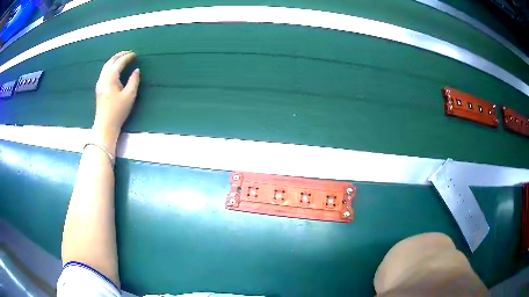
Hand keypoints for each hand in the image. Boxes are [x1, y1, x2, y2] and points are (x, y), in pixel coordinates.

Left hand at [93, 51, 139, 146]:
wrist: (105, 126)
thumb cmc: (118, 112)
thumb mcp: (129, 96)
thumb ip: (134, 81)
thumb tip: (136, 70)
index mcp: (110, 78)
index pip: (119, 62)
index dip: (128, 57)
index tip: (136, 55)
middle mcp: (103, 78)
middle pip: (110, 61)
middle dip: (120, 55)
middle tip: (129, 53)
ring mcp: (99, 83)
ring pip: (106, 66)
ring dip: (114, 60)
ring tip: (123, 59)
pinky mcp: (99, 89)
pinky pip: (104, 72)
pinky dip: (111, 66)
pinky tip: (115, 69)